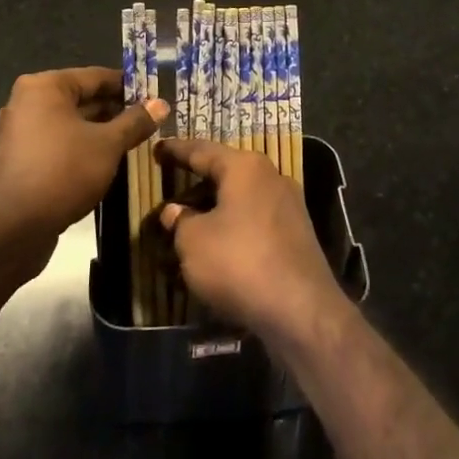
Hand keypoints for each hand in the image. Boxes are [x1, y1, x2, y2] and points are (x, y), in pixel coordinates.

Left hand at [0, 68, 164, 280]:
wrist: (10, 231)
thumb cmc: (62, 172)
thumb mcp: (108, 145)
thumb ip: (135, 122)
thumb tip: (161, 104)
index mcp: (45, 87)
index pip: (97, 76)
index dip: (129, 86)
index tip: (156, 96)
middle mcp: (27, 102)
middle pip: (82, 99)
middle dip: (116, 111)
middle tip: (150, 122)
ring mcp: (20, 133)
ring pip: (71, 125)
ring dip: (101, 133)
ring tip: (135, 143)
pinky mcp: (20, 161)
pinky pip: (58, 145)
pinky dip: (82, 149)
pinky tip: (108, 163)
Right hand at [158, 138, 347, 348]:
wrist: (302, 310)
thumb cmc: (240, 263)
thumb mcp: (194, 243)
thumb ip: (180, 222)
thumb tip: (175, 211)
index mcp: (244, 167)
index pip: (202, 150)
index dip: (176, 150)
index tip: (157, 148)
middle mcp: (270, 176)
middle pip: (225, 173)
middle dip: (197, 183)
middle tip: (171, 189)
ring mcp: (288, 205)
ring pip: (241, 198)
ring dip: (215, 209)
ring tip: (189, 223)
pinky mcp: (297, 234)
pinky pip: (255, 220)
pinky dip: (233, 227)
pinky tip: (219, 246)